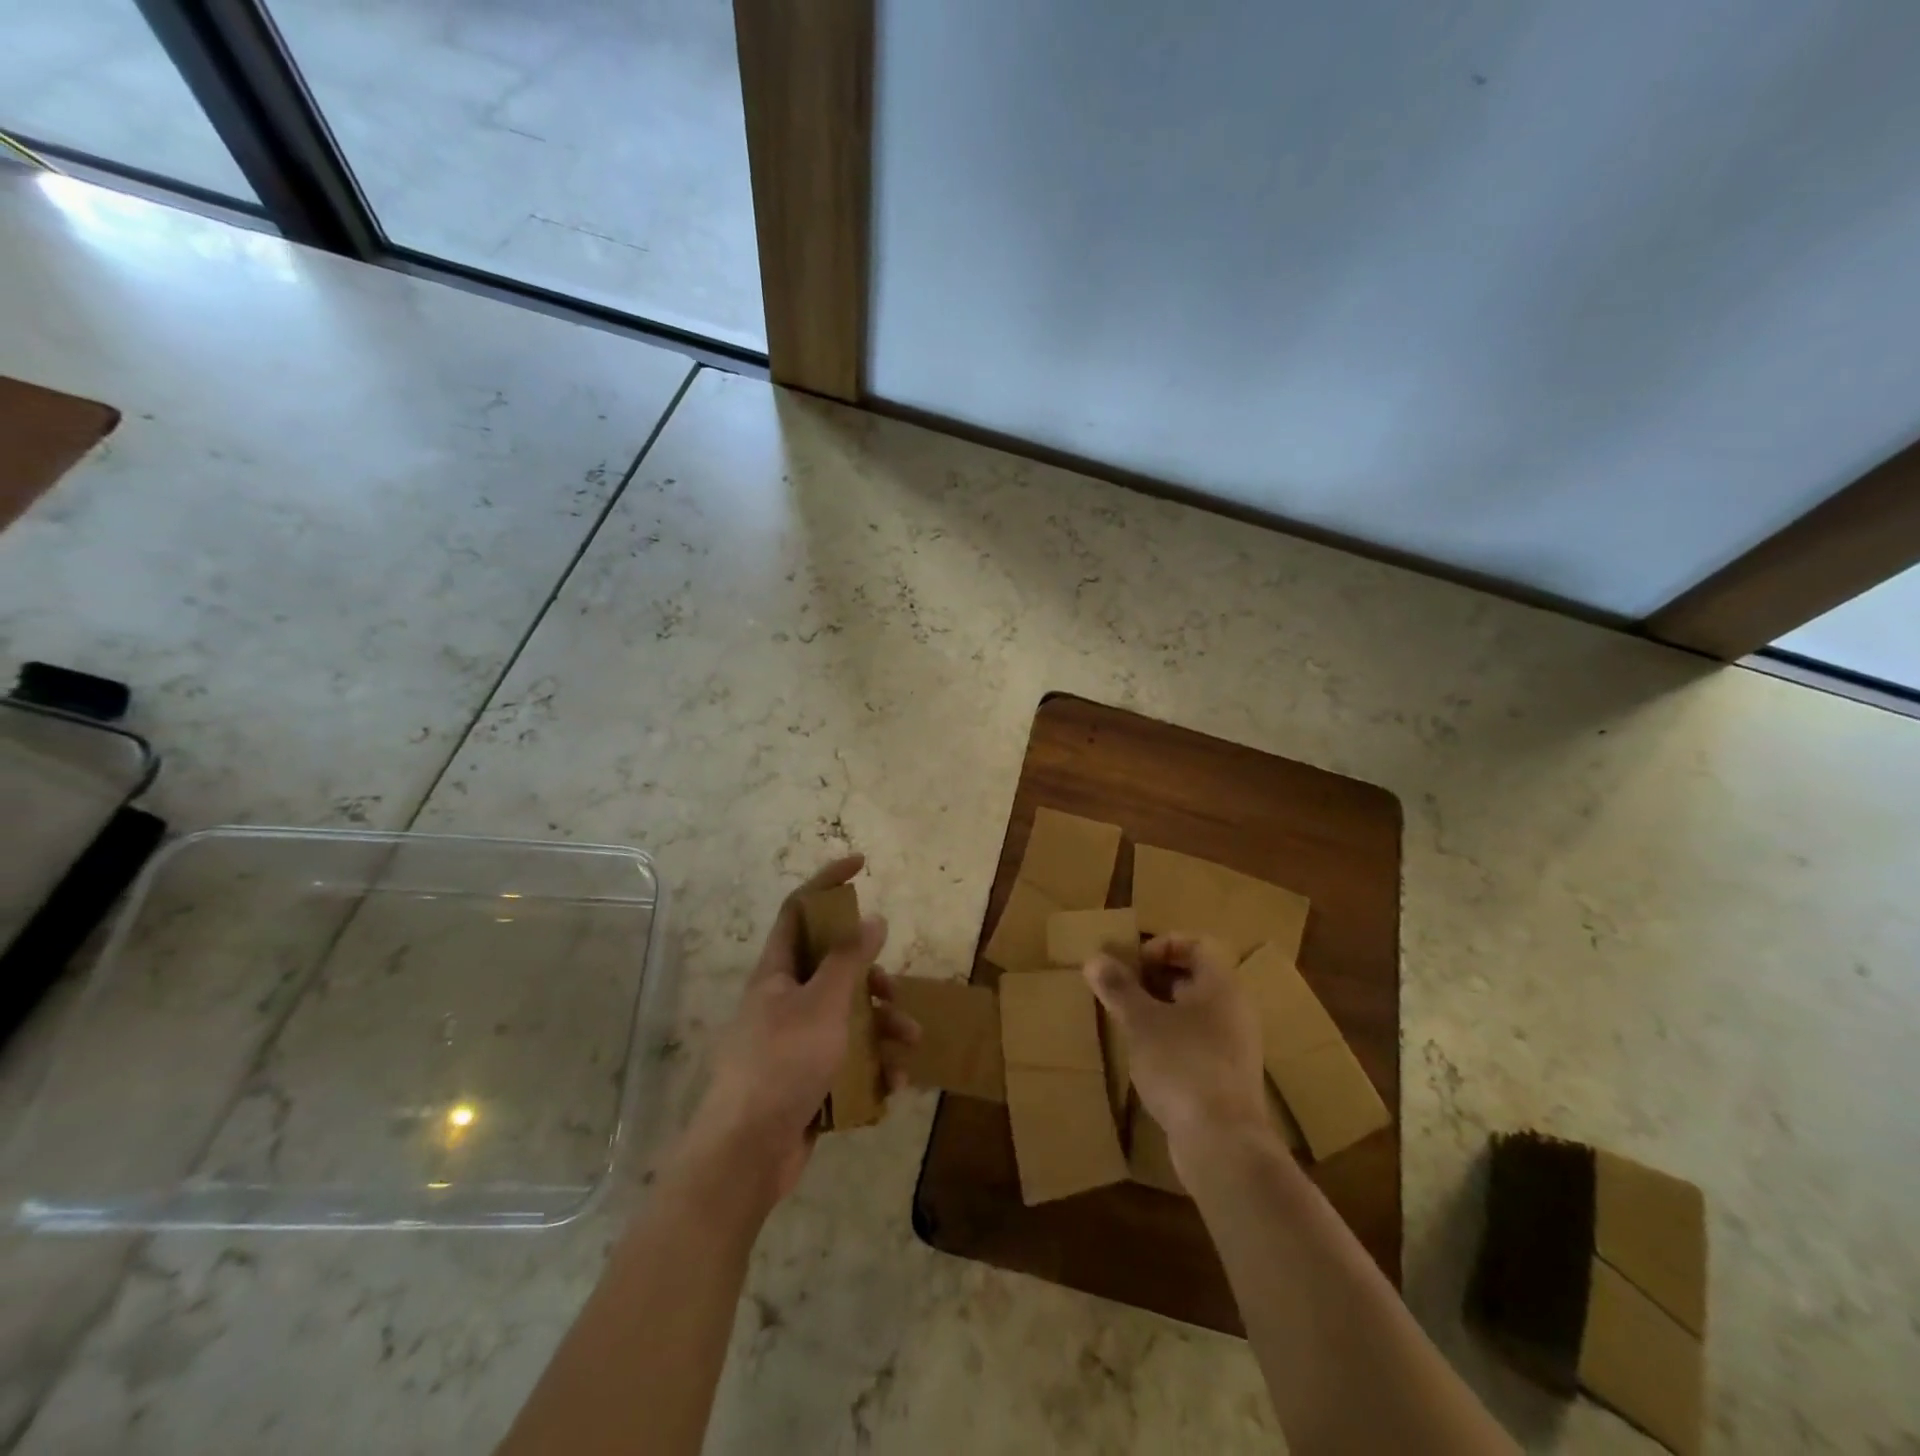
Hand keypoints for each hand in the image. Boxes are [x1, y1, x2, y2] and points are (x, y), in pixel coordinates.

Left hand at [686, 855, 920, 1204]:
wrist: (746, 1154)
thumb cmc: (782, 1064)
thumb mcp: (823, 1004)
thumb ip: (849, 960)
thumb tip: (871, 918)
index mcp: (777, 973)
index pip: (799, 909)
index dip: (827, 882)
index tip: (860, 864)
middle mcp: (784, 1001)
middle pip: (834, 969)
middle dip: (872, 978)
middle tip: (893, 990)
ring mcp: (795, 1042)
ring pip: (848, 1017)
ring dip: (882, 1028)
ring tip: (907, 1047)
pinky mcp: (807, 1080)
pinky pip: (847, 1060)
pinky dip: (872, 1067)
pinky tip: (893, 1084)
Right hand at [1083, 934, 1268, 1149]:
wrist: (1222, 1142)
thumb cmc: (1181, 1065)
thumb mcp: (1140, 1021)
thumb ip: (1118, 988)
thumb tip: (1094, 959)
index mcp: (1221, 985)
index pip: (1196, 945)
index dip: (1161, 946)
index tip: (1131, 964)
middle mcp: (1235, 1008)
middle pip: (1194, 977)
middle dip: (1155, 978)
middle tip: (1121, 990)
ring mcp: (1236, 1045)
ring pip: (1195, 1011)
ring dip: (1161, 1010)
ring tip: (1128, 1022)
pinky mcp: (1228, 1076)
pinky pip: (1198, 1041)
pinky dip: (1172, 1038)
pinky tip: (1147, 1057)